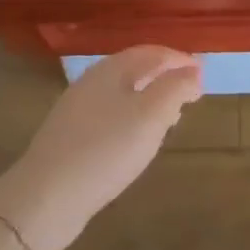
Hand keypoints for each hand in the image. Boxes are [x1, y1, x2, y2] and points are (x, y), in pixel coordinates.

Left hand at [0, 47, 202, 249]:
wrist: (46, 197)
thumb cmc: (106, 149)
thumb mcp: (151, 115)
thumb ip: (176, 88)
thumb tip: (192, 71)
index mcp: (111, 69)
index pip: (152, 52)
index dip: (180, 59)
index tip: (203, 72)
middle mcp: (91, 81)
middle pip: (135, 69)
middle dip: (165, 77)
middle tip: (191, 92)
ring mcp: (76, 109)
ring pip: (122, 93)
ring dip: (150, 98)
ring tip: (171, 116)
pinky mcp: (69, 136)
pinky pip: (110, 115)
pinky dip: (133, 117)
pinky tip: (137, 139)